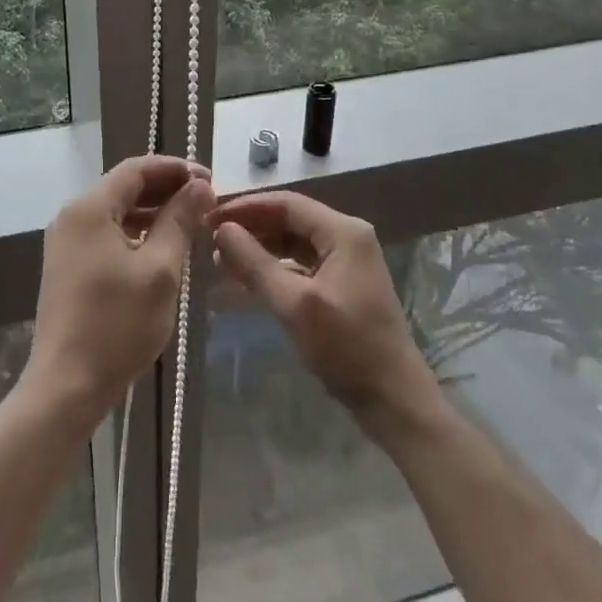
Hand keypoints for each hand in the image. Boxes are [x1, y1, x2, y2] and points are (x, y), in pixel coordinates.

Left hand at [25, 155, 214, 422]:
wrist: (67, 384)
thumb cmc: (117, 324)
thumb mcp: (160, 270)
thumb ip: (180, 221)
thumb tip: (200, 186)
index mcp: (89, 208)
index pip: (136, 169)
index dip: (175, 168)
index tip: (210, 179)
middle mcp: (71, 216)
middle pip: (124, 187)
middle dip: (166, 189)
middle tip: (206, 201)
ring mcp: (66, 242)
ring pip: (116, 212)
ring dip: (153, 212)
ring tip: (192, 222)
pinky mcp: (69, 266)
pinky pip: (107, 234)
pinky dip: (136, 233)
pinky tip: (163, 247)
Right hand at [209, 191, 439, 429]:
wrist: (393, 398)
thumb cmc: (345, 347)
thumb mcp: (294, 304)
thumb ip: (255, 263)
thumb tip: (221, 230)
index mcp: (343, 232)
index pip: (286, 203)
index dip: (245, 207)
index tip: (209, 217)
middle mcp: (347, 236)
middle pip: (290, 219)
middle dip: (250, 226)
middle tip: (209, 237)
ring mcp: (347, 260)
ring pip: (293, 241)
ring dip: (259, 247)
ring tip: (221, 258)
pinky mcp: (342, 283)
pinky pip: (301, 262)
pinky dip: (274, 266)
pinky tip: (247, 278)